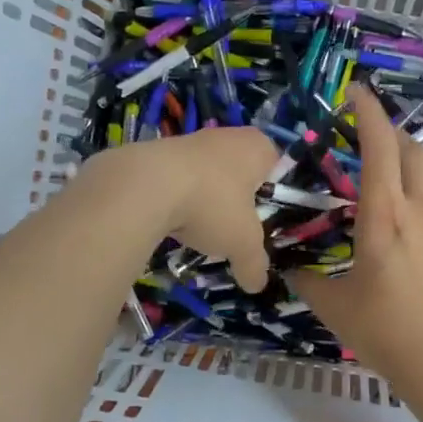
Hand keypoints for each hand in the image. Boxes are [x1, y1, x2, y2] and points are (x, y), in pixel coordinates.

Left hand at [83, 127, 277, 291]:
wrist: (146, 186)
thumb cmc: (212, 204)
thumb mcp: (242, 243)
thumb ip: (254, 264)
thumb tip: (258, 285)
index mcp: (258, 147)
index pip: (276, 167)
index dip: (271, 194)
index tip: (262, 219)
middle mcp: (227, 136)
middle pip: (239, 171)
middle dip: (235, 199)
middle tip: (233, 228)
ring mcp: (190, 139)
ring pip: (206, 174)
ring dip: (204, 198)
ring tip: (199, 228)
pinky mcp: (158, 151)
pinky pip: (177, 178)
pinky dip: (176, 197)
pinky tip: (171, 220)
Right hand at [290, 86, 422, 399]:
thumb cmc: (385, 331)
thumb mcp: (334, 307)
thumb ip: (307, 282)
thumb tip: (287, 272)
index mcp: (383, 214)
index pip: (378, 146)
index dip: (368, 113)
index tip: (356, 93)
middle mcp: (421, 208)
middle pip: (412, 151)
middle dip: (391, 135)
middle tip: (372, 141)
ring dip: (415, 166)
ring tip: (399, 178)